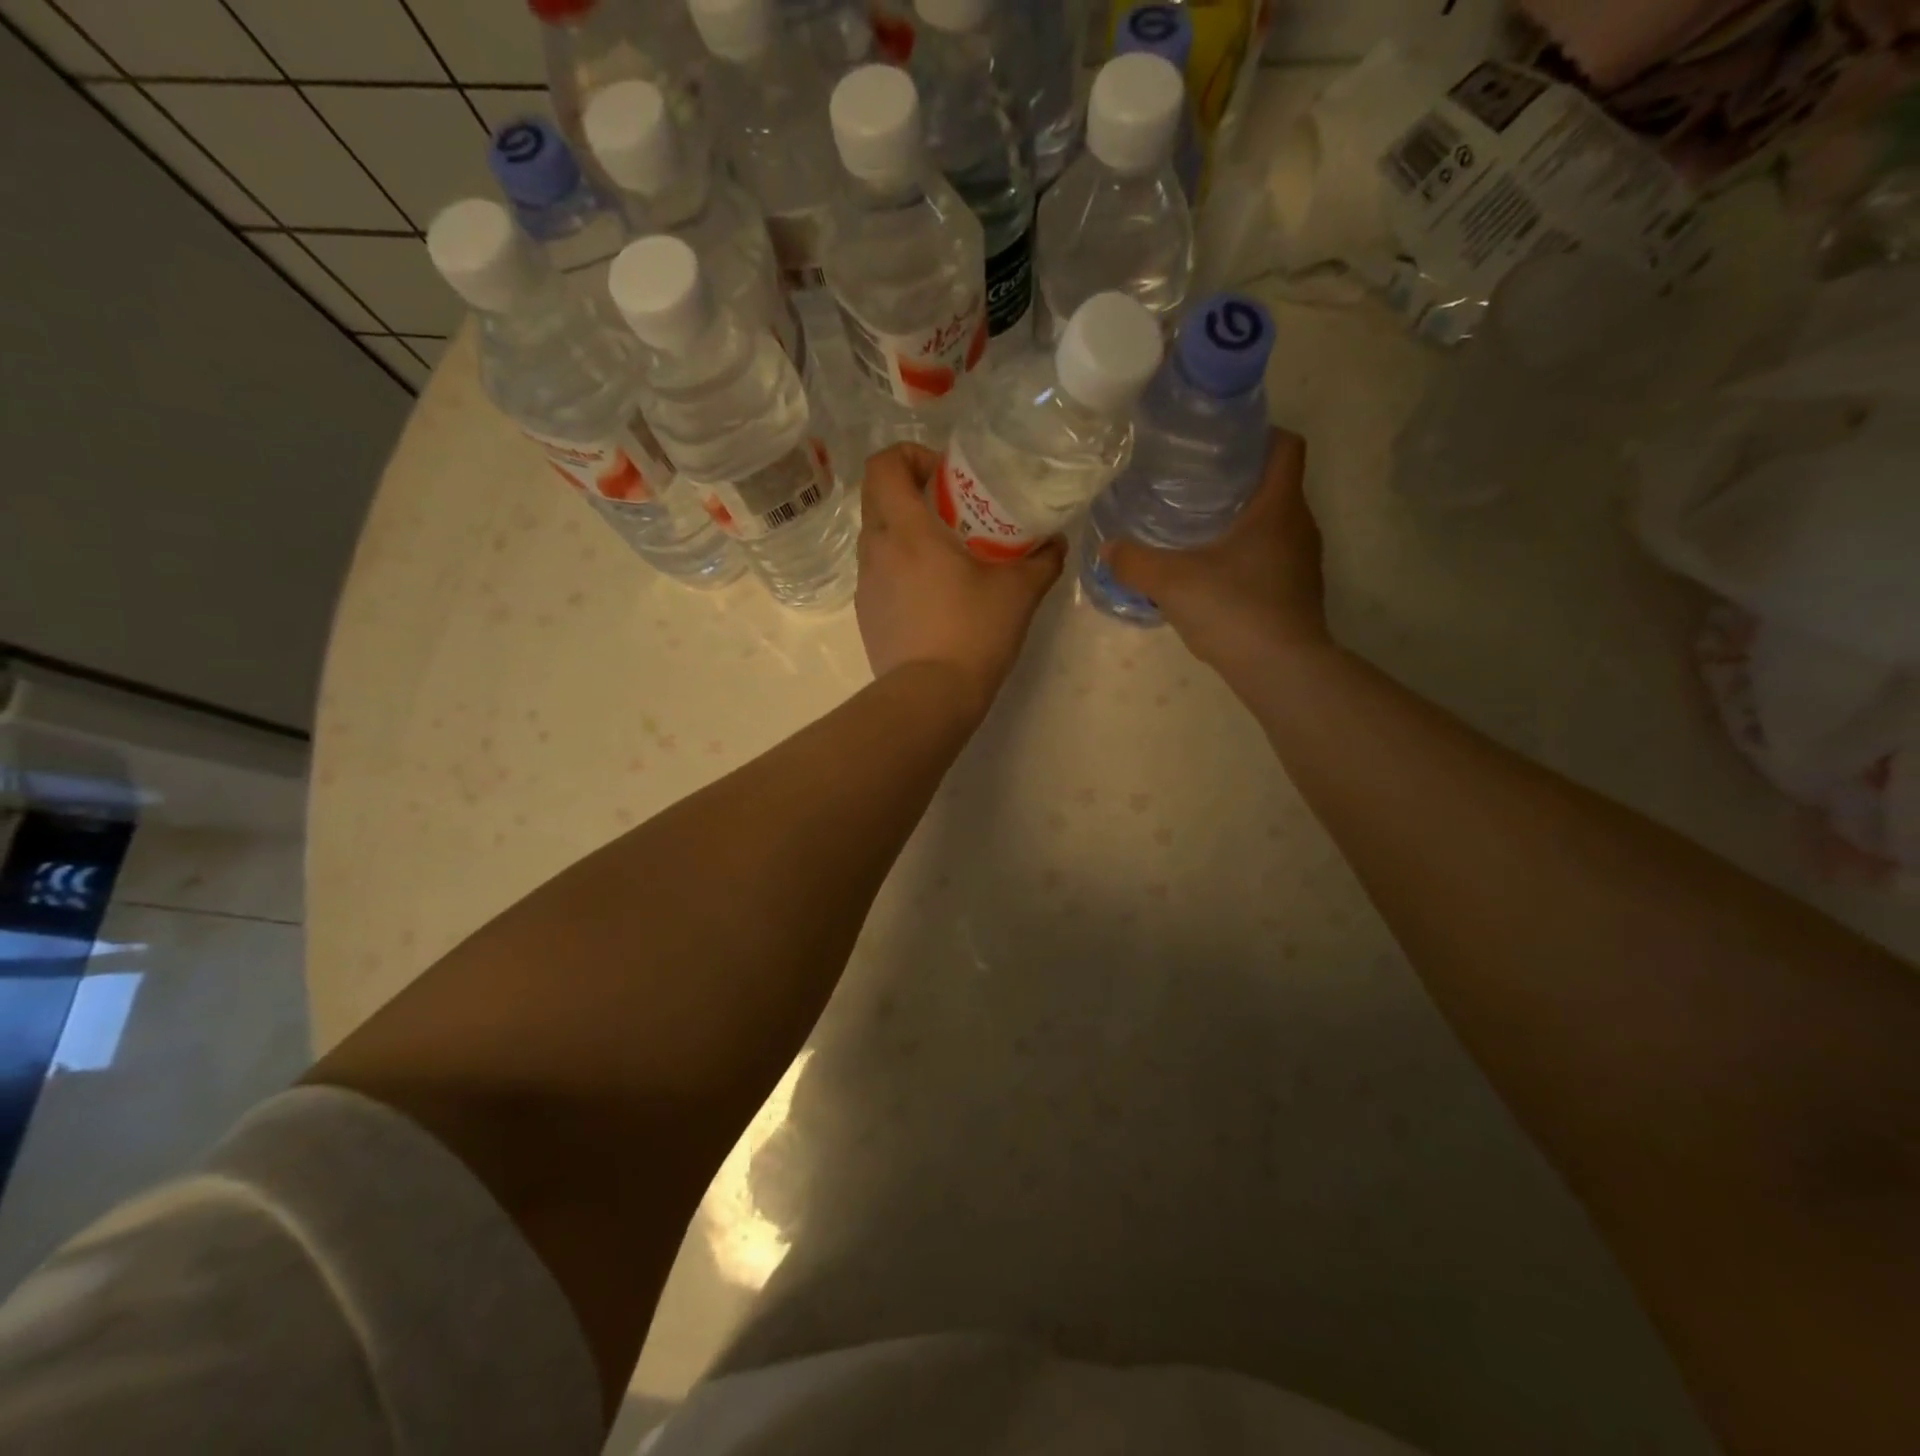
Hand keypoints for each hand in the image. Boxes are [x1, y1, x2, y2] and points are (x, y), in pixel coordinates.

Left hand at [857, 444, 1064, 712]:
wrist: (931, 697)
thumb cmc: (973, 633)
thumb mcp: (1020, 592)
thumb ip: (1042, 560)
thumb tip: (1056, 542)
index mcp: (906, 530)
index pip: (883, 464)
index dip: (909, 456)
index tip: (944, 476)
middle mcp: (875, 550)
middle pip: (877, 497)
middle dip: (910, 492)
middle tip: (951, 512)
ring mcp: (866, 585)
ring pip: (878, 538)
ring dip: (906, 534)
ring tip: (946, 558)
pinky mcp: (866, 615)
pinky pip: (879, 574)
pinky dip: (901, 569)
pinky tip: (933, 598)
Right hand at [1105, 428, 1329, 681]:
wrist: (1281, 670)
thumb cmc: (1233, 609)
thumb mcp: (1171, 581)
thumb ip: (1135, 562)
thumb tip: (1108, 548)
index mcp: (1279, 506)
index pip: (1286, 446)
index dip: (1258, 434)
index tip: (1221, 443)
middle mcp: (1300, 526)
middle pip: (1275, 485)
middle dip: (1237, 481)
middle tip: (1193, 485)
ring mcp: (1303, 562)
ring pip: (1273, 525)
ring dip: (1241, 522)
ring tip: (1197, 529)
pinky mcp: (1298, 592)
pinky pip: (1271, 559)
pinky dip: (1245, 557)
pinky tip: (1212, 575)